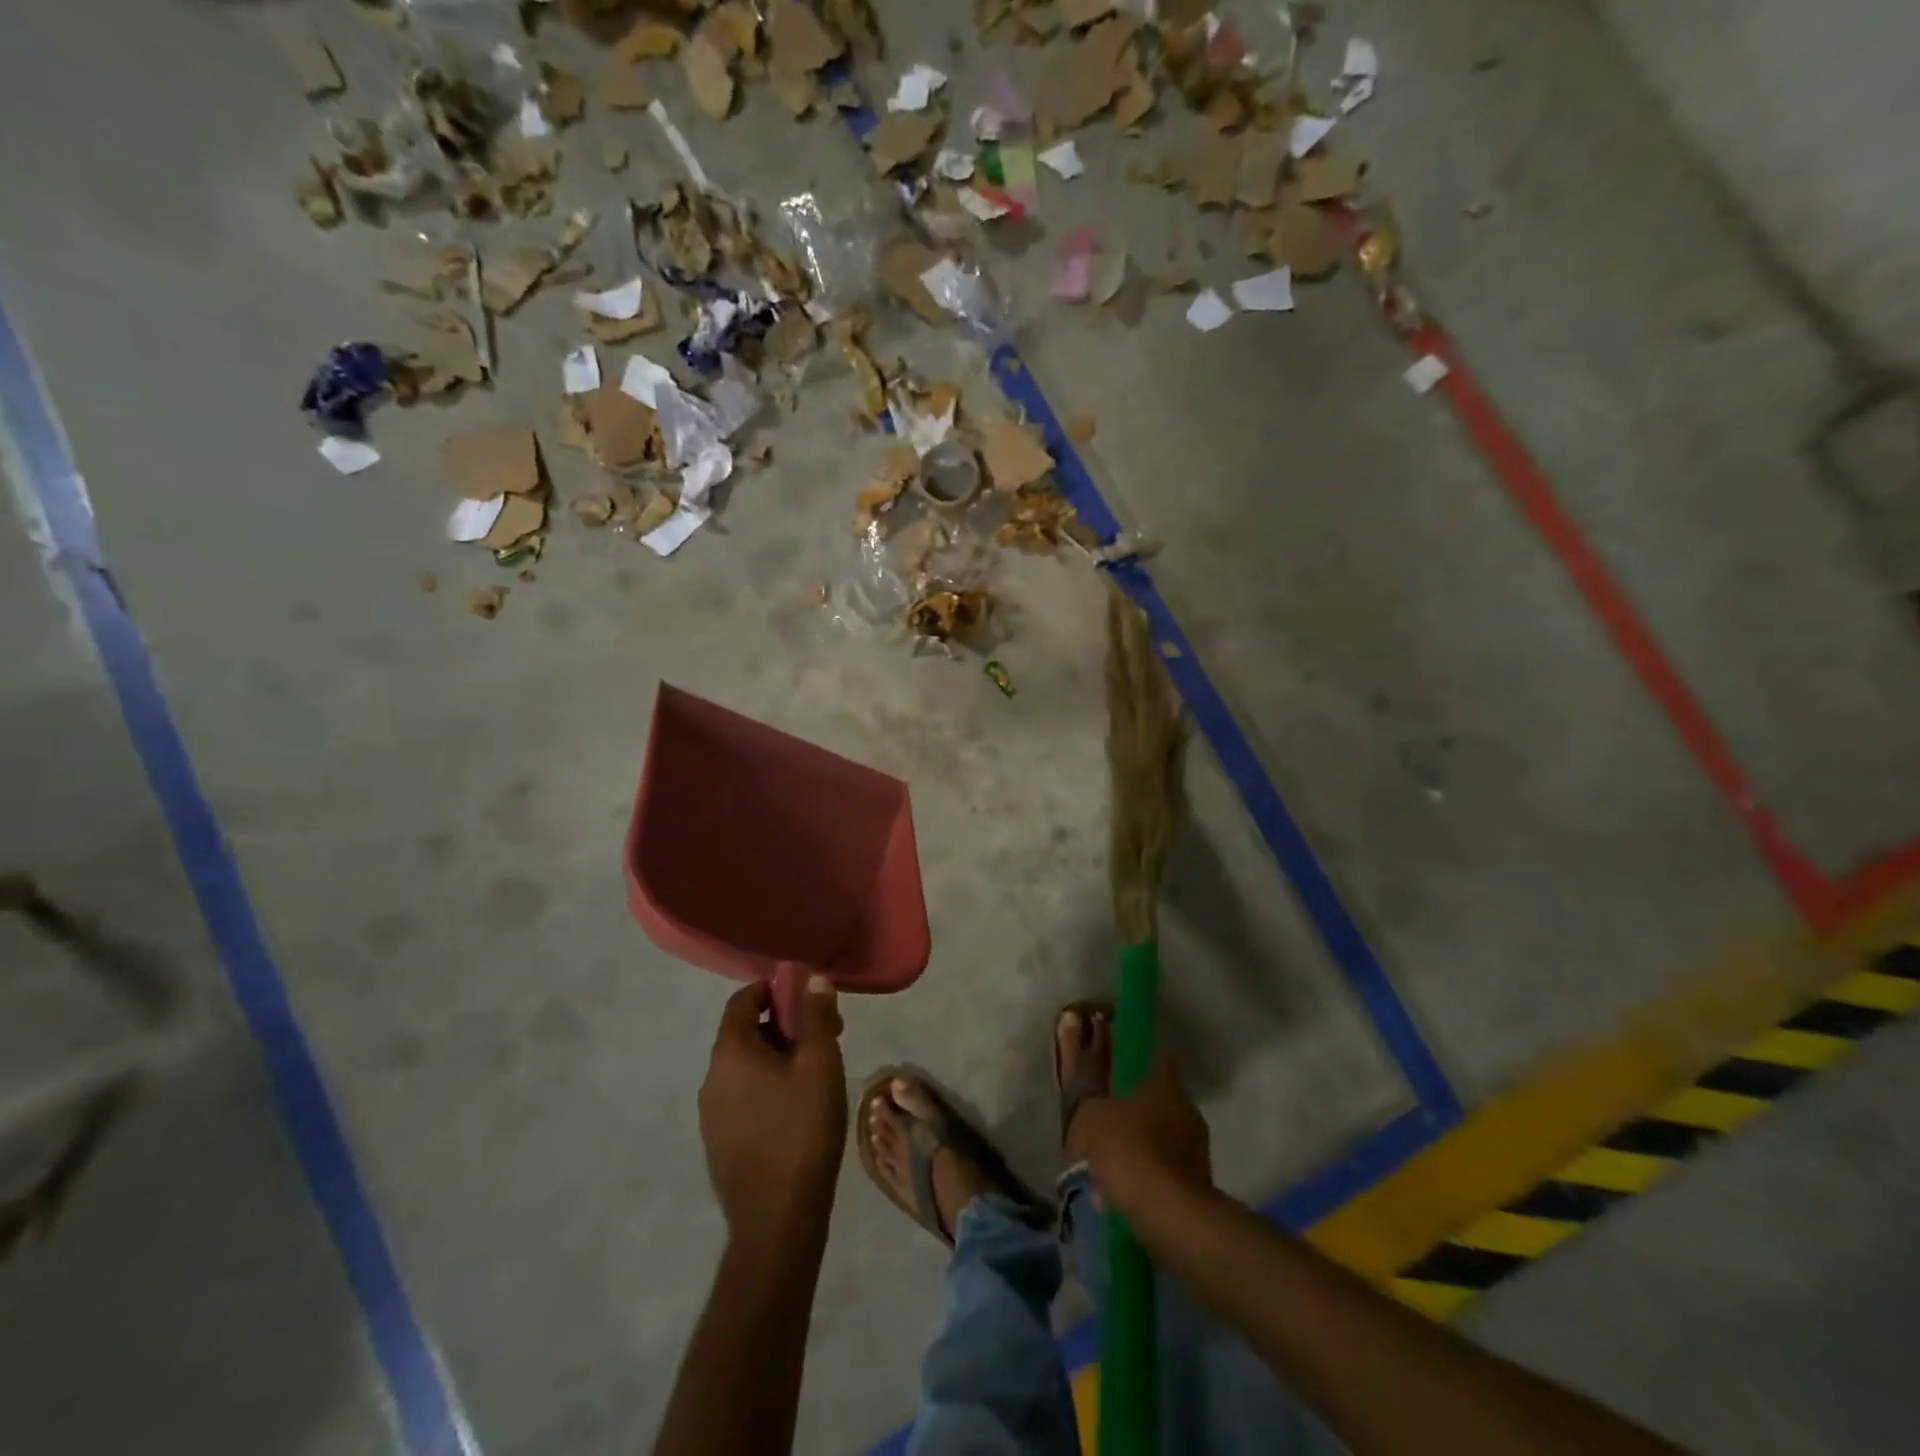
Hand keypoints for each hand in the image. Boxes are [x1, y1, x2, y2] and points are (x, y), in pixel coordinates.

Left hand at [698, 977, 847, 1251]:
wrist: (777, 1220)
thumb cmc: (802, 1131)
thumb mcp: (820, 1065)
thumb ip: (815, 1017)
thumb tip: (812, 979)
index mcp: (730, 1054)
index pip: (742, 1000)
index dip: (774, 990)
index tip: (807, 997)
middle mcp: (711, 1078)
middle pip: (745, 1033)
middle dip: (784, 1026)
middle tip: (824, 1037)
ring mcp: (710, 1115)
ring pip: (745, 1067)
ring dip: (778, 1058)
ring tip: (816, 1074)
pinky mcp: (719, 1143)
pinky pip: (742, 1097)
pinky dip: (767, 1087)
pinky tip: (797, 1109)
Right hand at [1073, 1051, 1212, 1215]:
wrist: (1168, 1216)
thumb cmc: (1128, 1151)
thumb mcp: (1090, 1117)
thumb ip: (1089, 1100)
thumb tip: (1091, 1095)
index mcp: (1166, 1084)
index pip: (1160, 1056)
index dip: (1141, 1056)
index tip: (1123, 1060)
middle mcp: (1187, 1109)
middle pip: (1160, 1099)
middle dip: (1137, 1108)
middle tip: (1110, 1119)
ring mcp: (1198, 1148)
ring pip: (1164, 1136)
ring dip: (1142, 1145)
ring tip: (1111, 1164)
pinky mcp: (1200, 1184)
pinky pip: (1166, 1170)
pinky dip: (1148, 1175)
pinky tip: (1125, 1191)